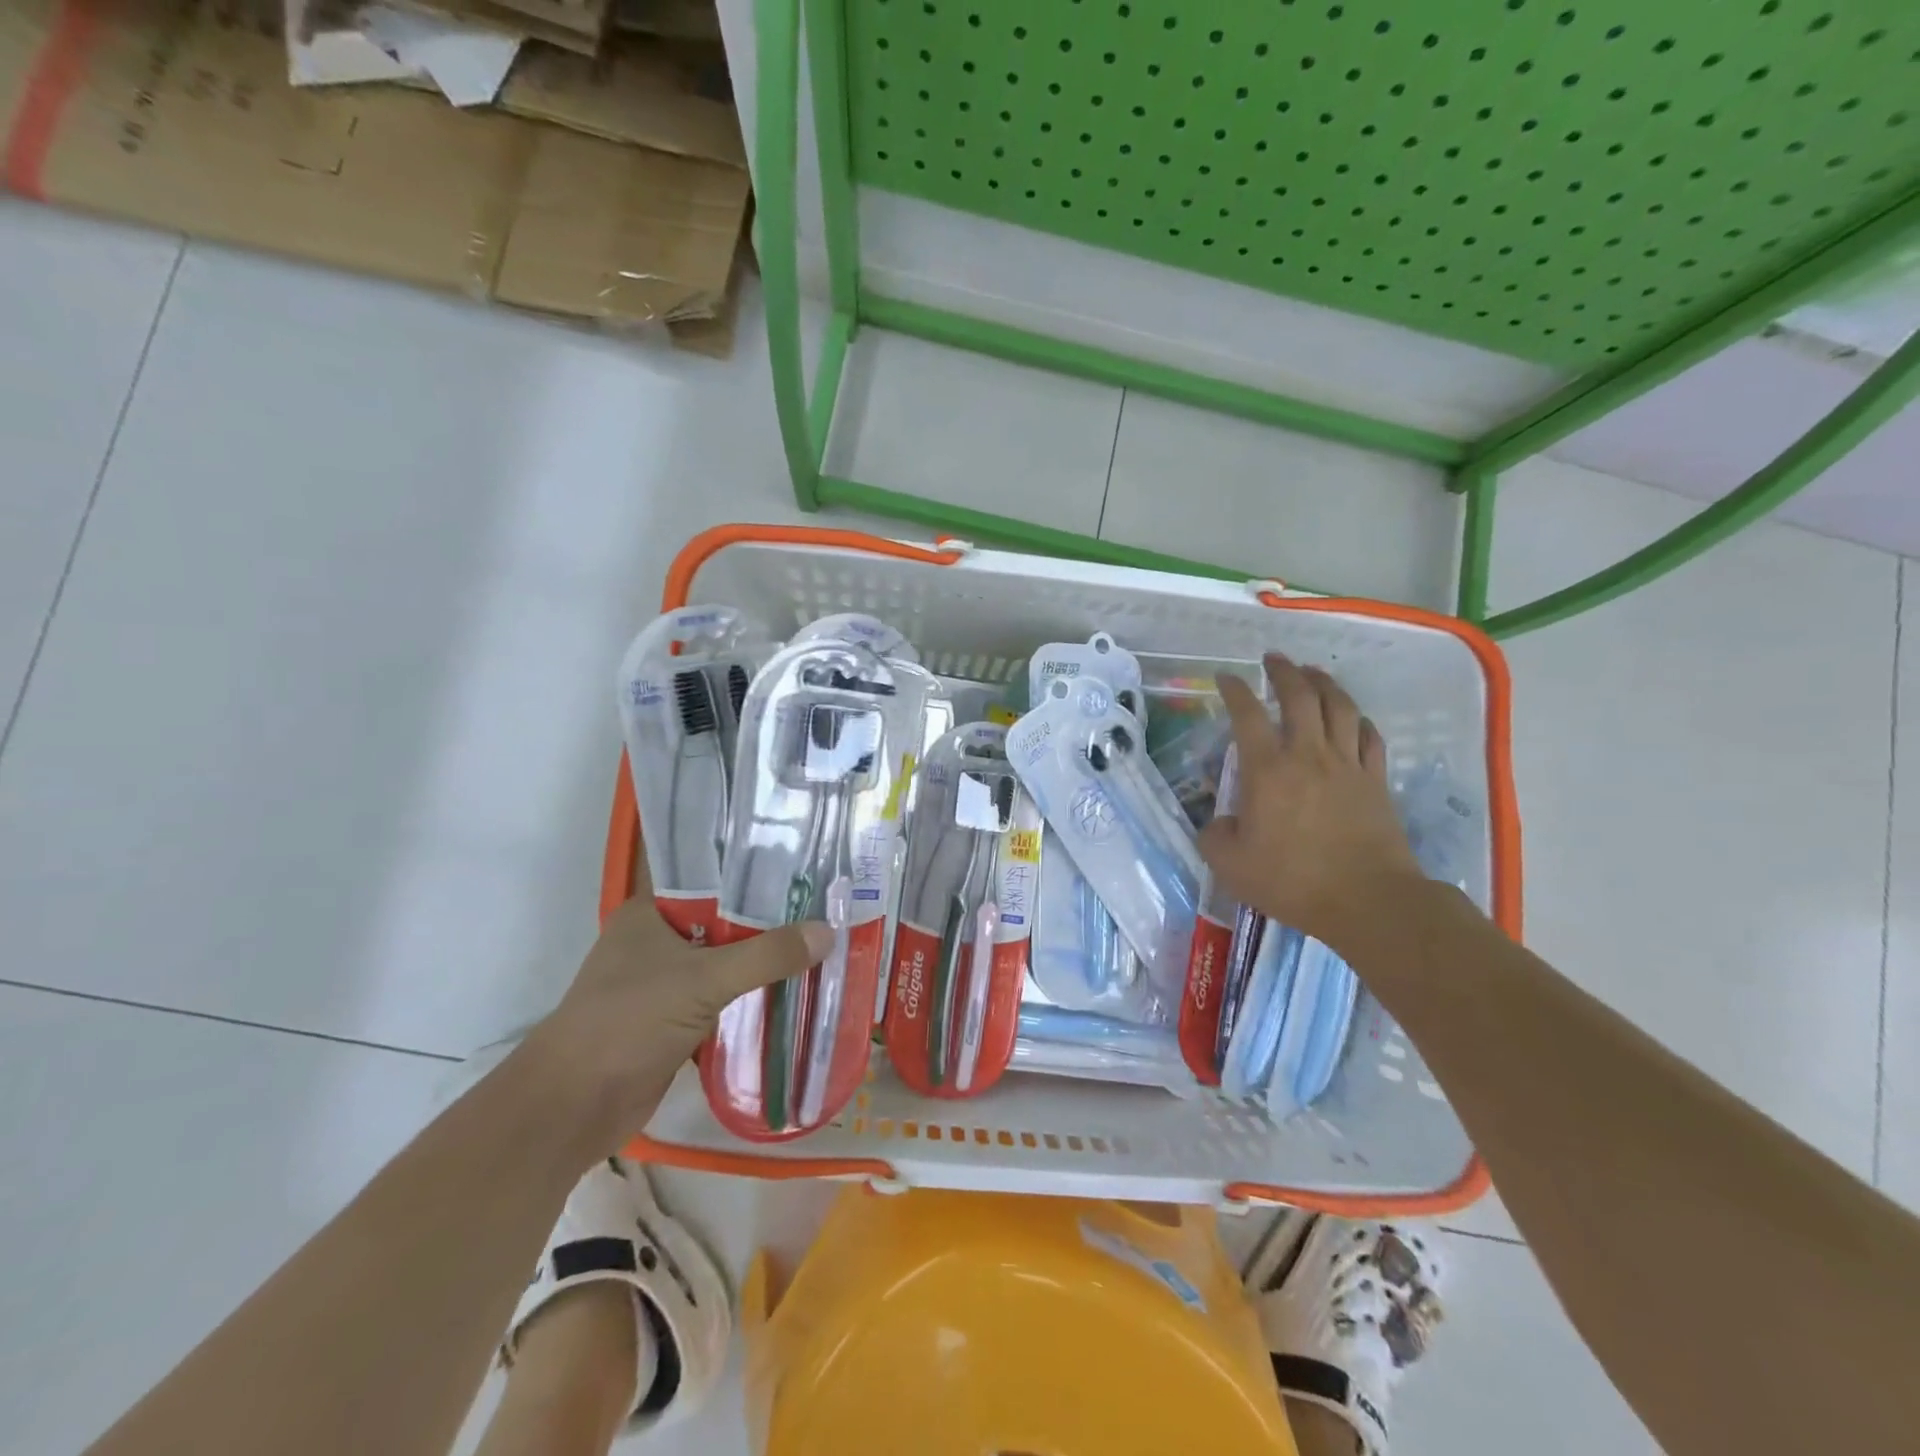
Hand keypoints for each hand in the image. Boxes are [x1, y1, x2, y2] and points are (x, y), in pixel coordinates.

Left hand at [523, 859, 831, 1151]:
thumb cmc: (628, 1022)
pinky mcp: (676, 1019)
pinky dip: (754, 996)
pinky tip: (796, 990)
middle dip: (772, 920)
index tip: (806, 867)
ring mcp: (666, 982)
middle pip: (726, 921)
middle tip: (828, 906)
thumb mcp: (703, 980)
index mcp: (651, 912)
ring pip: (727, 961)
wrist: (573, 1107)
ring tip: (822, 944)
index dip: (757, 871)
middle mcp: (658, 940)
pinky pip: (725, 998)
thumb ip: (767, 956)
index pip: (712, 877)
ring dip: (765, 961)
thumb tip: (828, 932)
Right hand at [1200, 653, 1422, 950]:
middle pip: (1300, 696)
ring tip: (1312, 672)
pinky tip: (1353, 717)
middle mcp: (1308, 755)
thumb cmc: (1292, 881)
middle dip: (1283, 671)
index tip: (1226, 677)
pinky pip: (1369, 736)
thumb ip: (1214, 837)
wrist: (1367, 900)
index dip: (1234, 690)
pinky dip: (1358, 719)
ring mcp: (1347, 764)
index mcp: (1267, 770)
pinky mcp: (1376, 780)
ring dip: (1323, 683)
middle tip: (1273, 659)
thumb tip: (1217, 823)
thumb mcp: (1231, 865)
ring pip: (1339, 706)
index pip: (1247, 715)